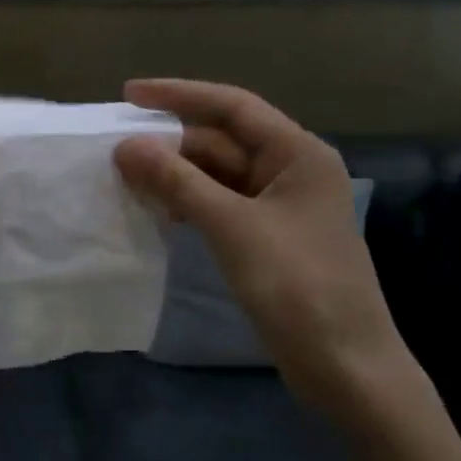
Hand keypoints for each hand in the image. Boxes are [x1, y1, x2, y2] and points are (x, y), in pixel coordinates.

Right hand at [114, 79, 416, 427]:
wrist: (345, 365)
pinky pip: (220, 205)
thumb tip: (125, 146)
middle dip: (170, 143)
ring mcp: (279, 207)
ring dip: (175, 175)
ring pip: (218, 175)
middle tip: (115, 150)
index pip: (232, 106)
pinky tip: (158, 211)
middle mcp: (290, 171)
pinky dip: (188, 203)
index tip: (127, 95)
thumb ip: (177, 182)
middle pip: (222, 141)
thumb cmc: (297, 285)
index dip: (179, 95)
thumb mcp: (232, 226)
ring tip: (126, 178)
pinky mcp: (268, 238)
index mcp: (298, 153)